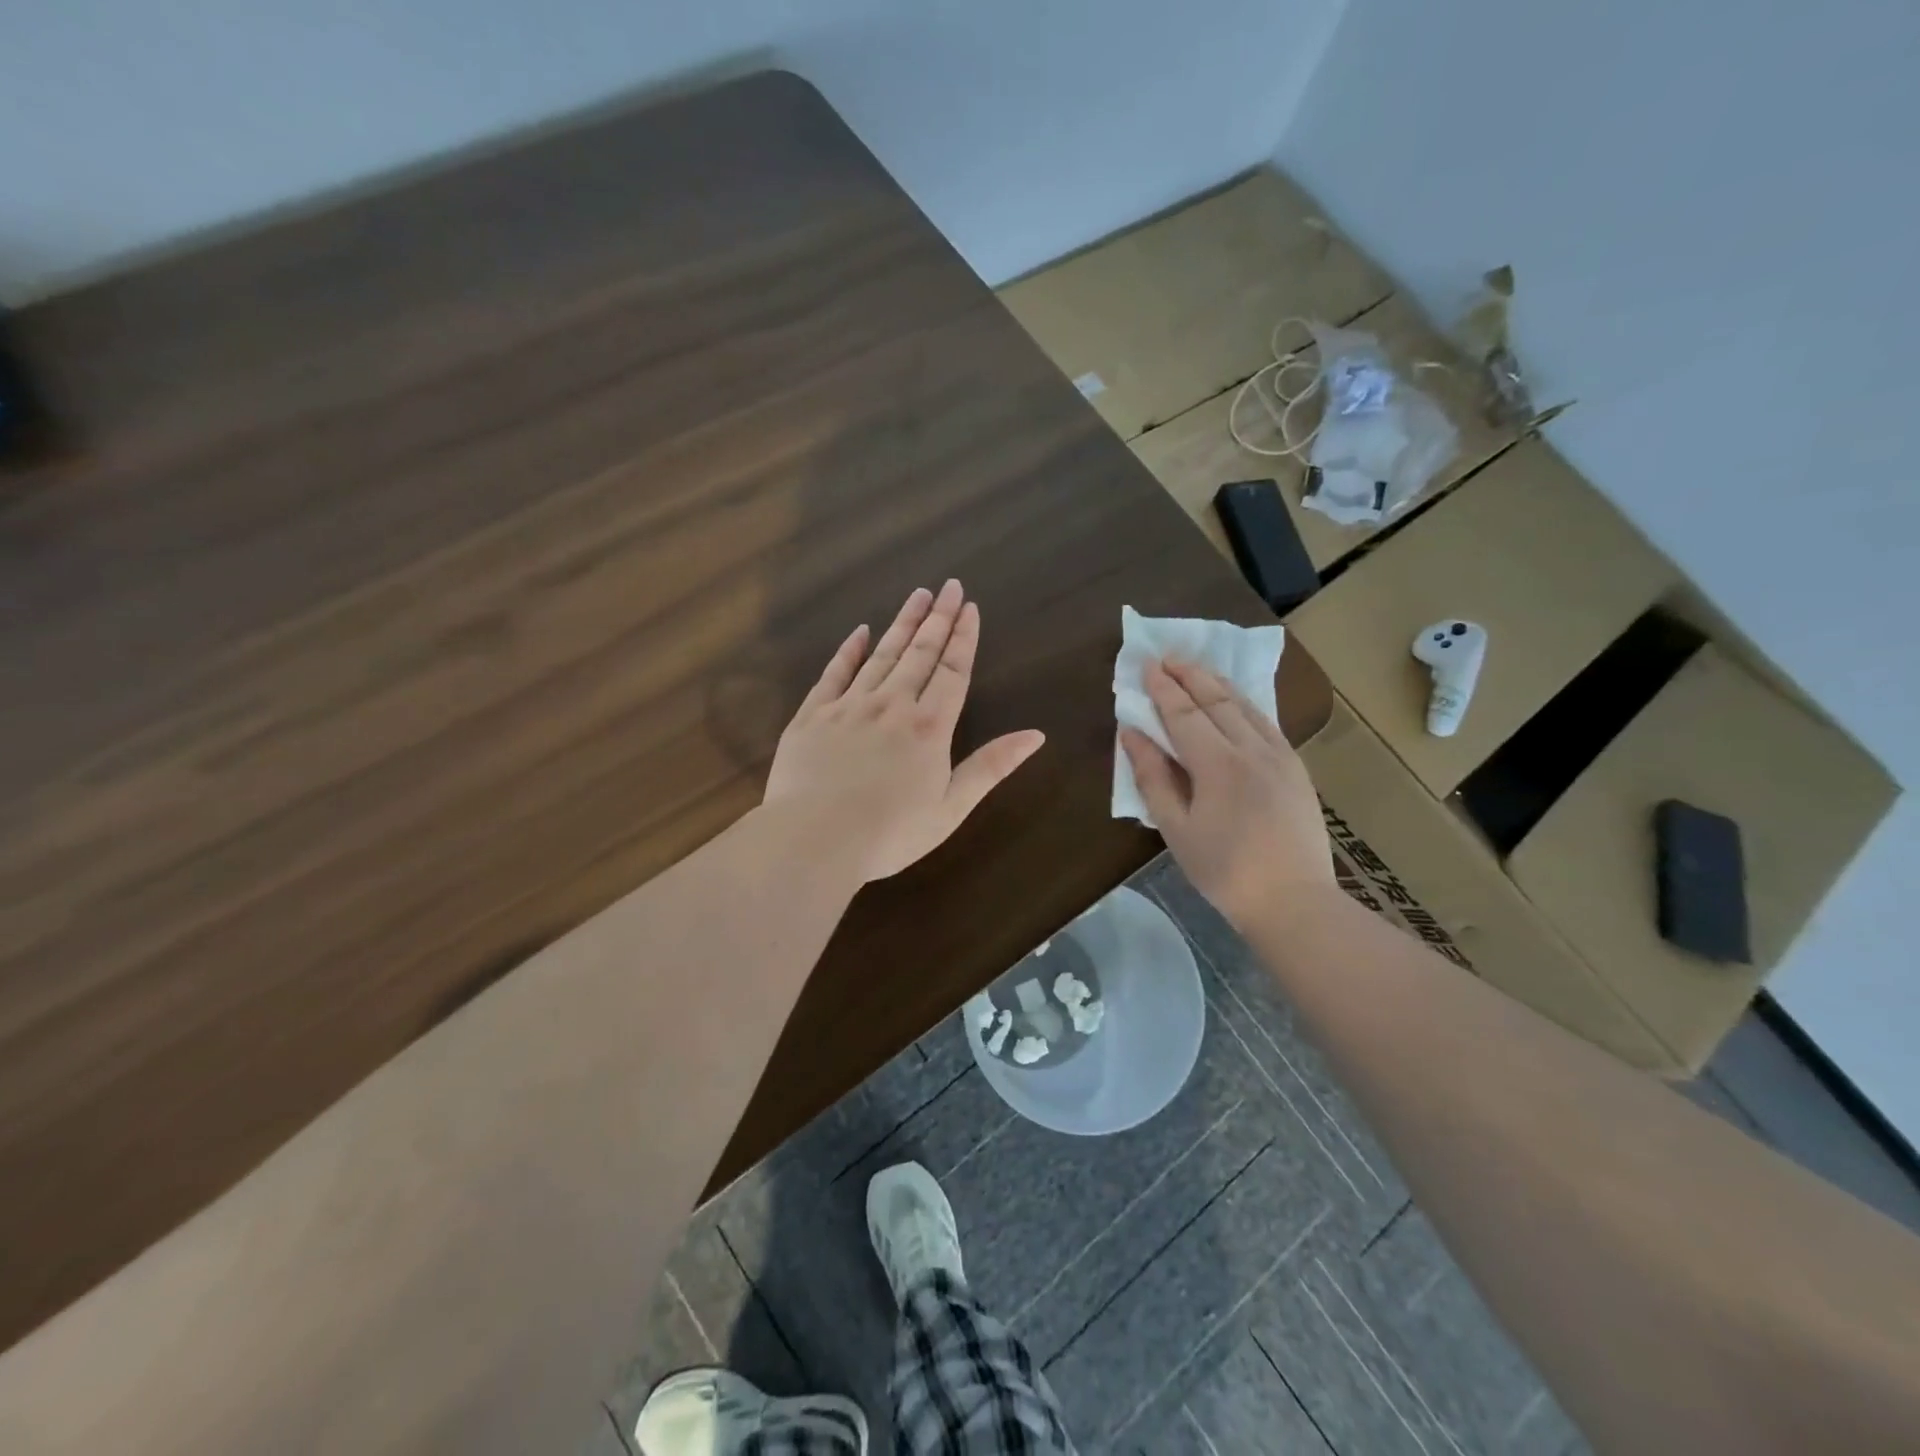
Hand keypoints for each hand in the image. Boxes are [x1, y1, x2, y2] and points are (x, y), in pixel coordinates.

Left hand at [764, 580, 1046, 882]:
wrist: (813, 840)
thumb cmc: (889, 833)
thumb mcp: (951, 808)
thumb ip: (991, 767)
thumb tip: (1036, 735)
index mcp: (929, 727)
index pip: (953, 671)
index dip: (964, 638)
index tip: (970, 607)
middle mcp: (892, 705)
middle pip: (920, 653)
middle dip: (937, 617)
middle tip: (948, 585)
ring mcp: (849, 706)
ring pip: (881, 654)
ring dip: (902, 624)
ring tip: (917, 596)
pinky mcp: (812, 715)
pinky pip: (834, 673)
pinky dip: (849, 650)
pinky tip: (859, 631)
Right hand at [1120, 659, 1333, 930]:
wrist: (1293, 901)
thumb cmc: (1223, 871)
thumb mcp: (1175, 829)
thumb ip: (1152, 777)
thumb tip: (1132, 733)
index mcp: (1218, 765)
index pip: (1184, 714)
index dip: (1162, 688)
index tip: (1146, 665)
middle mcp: (1252, 749)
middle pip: (1216, 700)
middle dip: (1189, 675)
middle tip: (1167, 657)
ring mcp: (1280, 756)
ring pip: (1245, 705)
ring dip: (1217, 682)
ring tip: (1195, 668)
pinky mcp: (1296, 767)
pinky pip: (1266, 722)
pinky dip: (1243, 702)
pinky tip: (1234, 700)